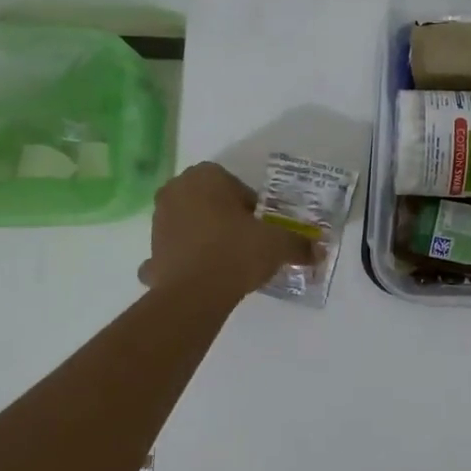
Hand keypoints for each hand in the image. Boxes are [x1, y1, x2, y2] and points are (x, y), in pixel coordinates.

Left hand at [137, 162, 316, 297]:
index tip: (261, 227)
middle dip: (225, 216)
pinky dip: (182, 260)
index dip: (251, 207)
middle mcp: (176, 191)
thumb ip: (299, 244)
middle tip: (246, 241)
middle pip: (209, 200)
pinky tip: (199, 275)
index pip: (235, 185)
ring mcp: (158, 221)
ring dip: (204, 235)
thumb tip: (320, 251)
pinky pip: (171, 251)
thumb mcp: (278, 244)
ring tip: (227, 260)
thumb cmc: (236, 252)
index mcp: (205, 177)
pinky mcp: (150, 251)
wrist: (195, 293)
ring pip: (189, 222)